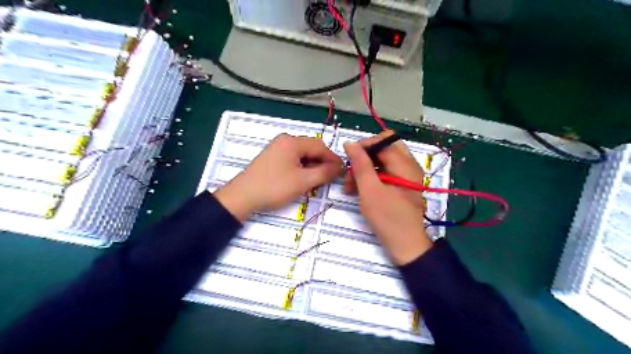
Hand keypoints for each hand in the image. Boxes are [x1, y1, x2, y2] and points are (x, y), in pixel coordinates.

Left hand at [218, 134, 344, 222]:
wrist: (243, 197)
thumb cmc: (274, 187)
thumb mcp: (303, 181)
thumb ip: (324, 173)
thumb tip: (340, 167)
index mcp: (292, 142)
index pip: (320, 146)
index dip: (333, 159)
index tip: (343, 171)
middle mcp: (285, 141)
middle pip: (311, 149)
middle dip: (323, 163)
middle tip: (331, 178)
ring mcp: (277, 148)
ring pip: (303, 155)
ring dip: (313, 166)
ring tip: (318, 180)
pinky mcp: (273, 158)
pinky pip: (293, 159)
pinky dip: (302, 168)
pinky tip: (304, 179)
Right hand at [344, 130, 434, 264]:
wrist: (405, 245)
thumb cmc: (388, 218)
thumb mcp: (370, 190)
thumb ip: (360, 164)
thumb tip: (349, 143)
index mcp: (405, 163)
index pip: (382, 140)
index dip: (363, 146)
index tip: (348, 160)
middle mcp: (408, 165)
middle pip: (382, 149)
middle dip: (363, 158)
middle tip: (350, 173)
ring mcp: (405, 176)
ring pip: (381, 161)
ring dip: (364, 170)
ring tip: (349, 186)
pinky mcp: (401, 185)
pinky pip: (384, 173)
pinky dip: (370, 178)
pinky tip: (358, 190)